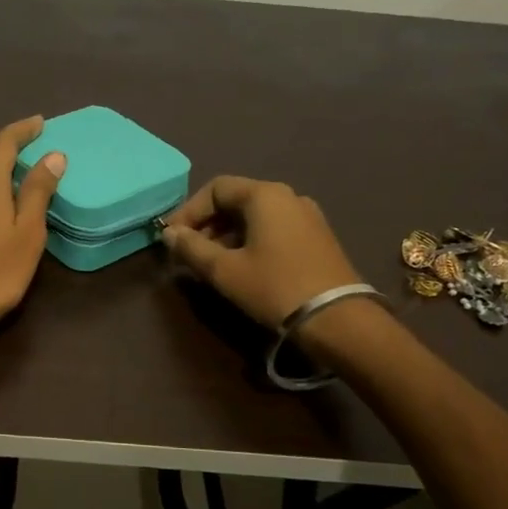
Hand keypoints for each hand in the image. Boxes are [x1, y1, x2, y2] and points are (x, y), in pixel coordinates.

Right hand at [161, 176, 362, 327]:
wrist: (338, 320)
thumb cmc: (274, 288)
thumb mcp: (224, 270)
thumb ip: (191, 248)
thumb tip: (169, 233)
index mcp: (265, 195)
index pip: (215, 188)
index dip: (188, 211)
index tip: (172, 238)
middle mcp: (288, 196)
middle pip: (236, 200)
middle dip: (206, 224)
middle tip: (188, 253)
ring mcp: (307, 216)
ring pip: (255, 217)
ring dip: (226, 235)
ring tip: (211, 264)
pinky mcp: (318, 238)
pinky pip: (274, 229)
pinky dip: (250, 241)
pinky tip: (242, 267)